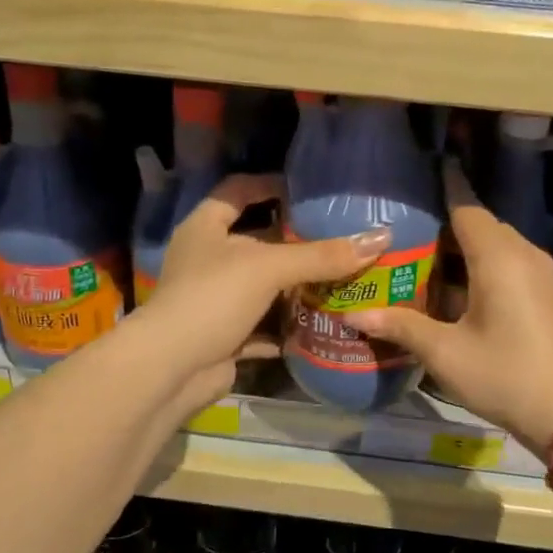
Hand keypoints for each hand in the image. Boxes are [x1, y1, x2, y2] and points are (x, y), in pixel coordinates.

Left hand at [140, 174, 390, 413]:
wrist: (172, 369)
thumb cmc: (213, 298)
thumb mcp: (269, 267)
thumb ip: (322, 255)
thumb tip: (381, 237)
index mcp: (206, 227)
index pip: (238, 190)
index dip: (269, 184)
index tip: (307, 189)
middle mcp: (207, 259)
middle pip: (256, 241)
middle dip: (295, 242)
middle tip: (339, 238)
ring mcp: (214, 299)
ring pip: (262, 286)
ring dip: (295, 286)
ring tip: (341, 279)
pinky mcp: (224, 335)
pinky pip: (263, 326)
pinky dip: (288, 326)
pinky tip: (322, 324)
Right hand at [344, 161, 552, 449]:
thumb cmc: (503, 375)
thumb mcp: (444, 353)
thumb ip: (399, 326)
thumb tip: (351, 315)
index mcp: (498, 257)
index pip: (466, 206)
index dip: (443, 187)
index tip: (420, 171)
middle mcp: (522, 255)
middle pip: (479, 224)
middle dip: (444, 220)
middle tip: (402, 225)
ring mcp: (538, 274)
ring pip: (494, 244)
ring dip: (461, 246)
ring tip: (418, 252)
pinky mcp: (543, 294)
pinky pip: (506, 263)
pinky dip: (478, 264)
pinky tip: (450, 284)